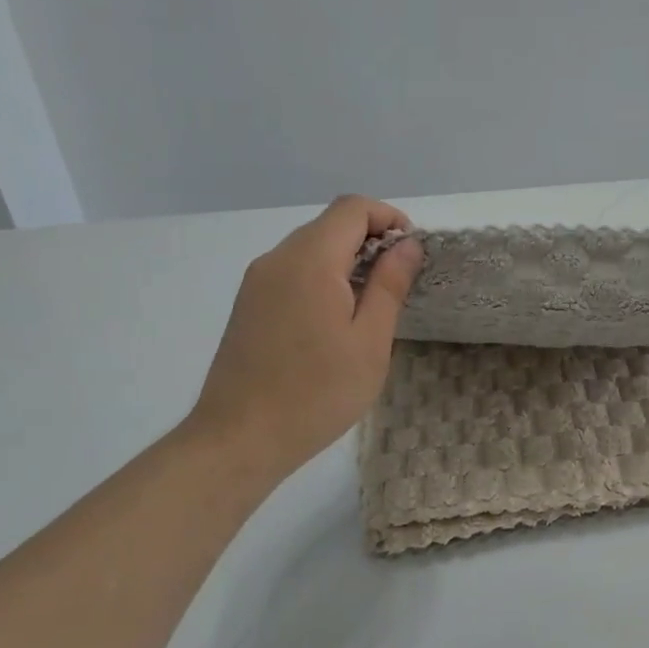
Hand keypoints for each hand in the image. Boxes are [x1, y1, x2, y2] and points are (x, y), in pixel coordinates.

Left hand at [183, 195, 423, 482]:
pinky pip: (293, 270)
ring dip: (346, 259)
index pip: (353, 208)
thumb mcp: (370, 341)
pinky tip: (335, 320)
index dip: (388, 218)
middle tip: (398, 282)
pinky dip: (322, 276)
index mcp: (310, 260)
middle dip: (370, 239)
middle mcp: (278, 259)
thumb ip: (389, 284)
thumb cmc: (316, 393)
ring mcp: (257, 281)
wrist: (237, 439)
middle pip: (330, 224)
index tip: (411, 253)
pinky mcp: (248, 304)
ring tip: (370, 304)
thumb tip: (407, 244)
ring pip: (311, 247)